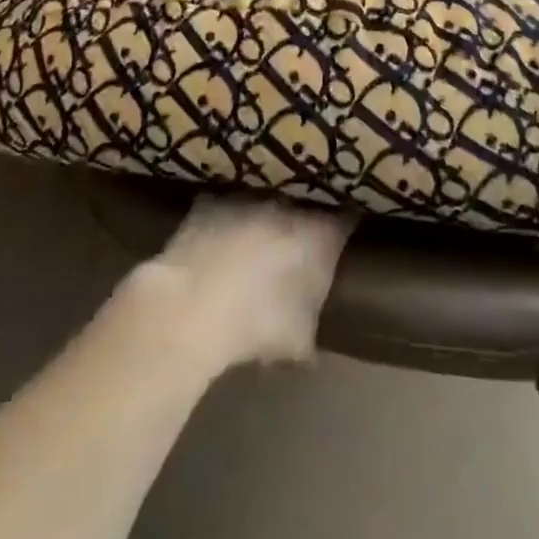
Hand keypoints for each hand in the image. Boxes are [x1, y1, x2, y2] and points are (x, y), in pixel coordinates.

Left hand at [138, 196, 354, 370]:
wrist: (192, 308)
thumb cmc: (256, 324)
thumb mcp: (298, 341)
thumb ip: (311, 328)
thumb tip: (310, 336)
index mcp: (317, 235)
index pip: (345, 221)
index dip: (345, 230)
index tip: (342, 242)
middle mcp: (286, 206)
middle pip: (301, 208)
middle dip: (299, 226)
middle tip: (293, 253)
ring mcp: (246, 198)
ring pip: (262, 202)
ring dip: (261, 221)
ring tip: (251, 249)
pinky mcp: (209, 201)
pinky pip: (224, 205)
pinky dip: (224, 220)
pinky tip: (216, 242)